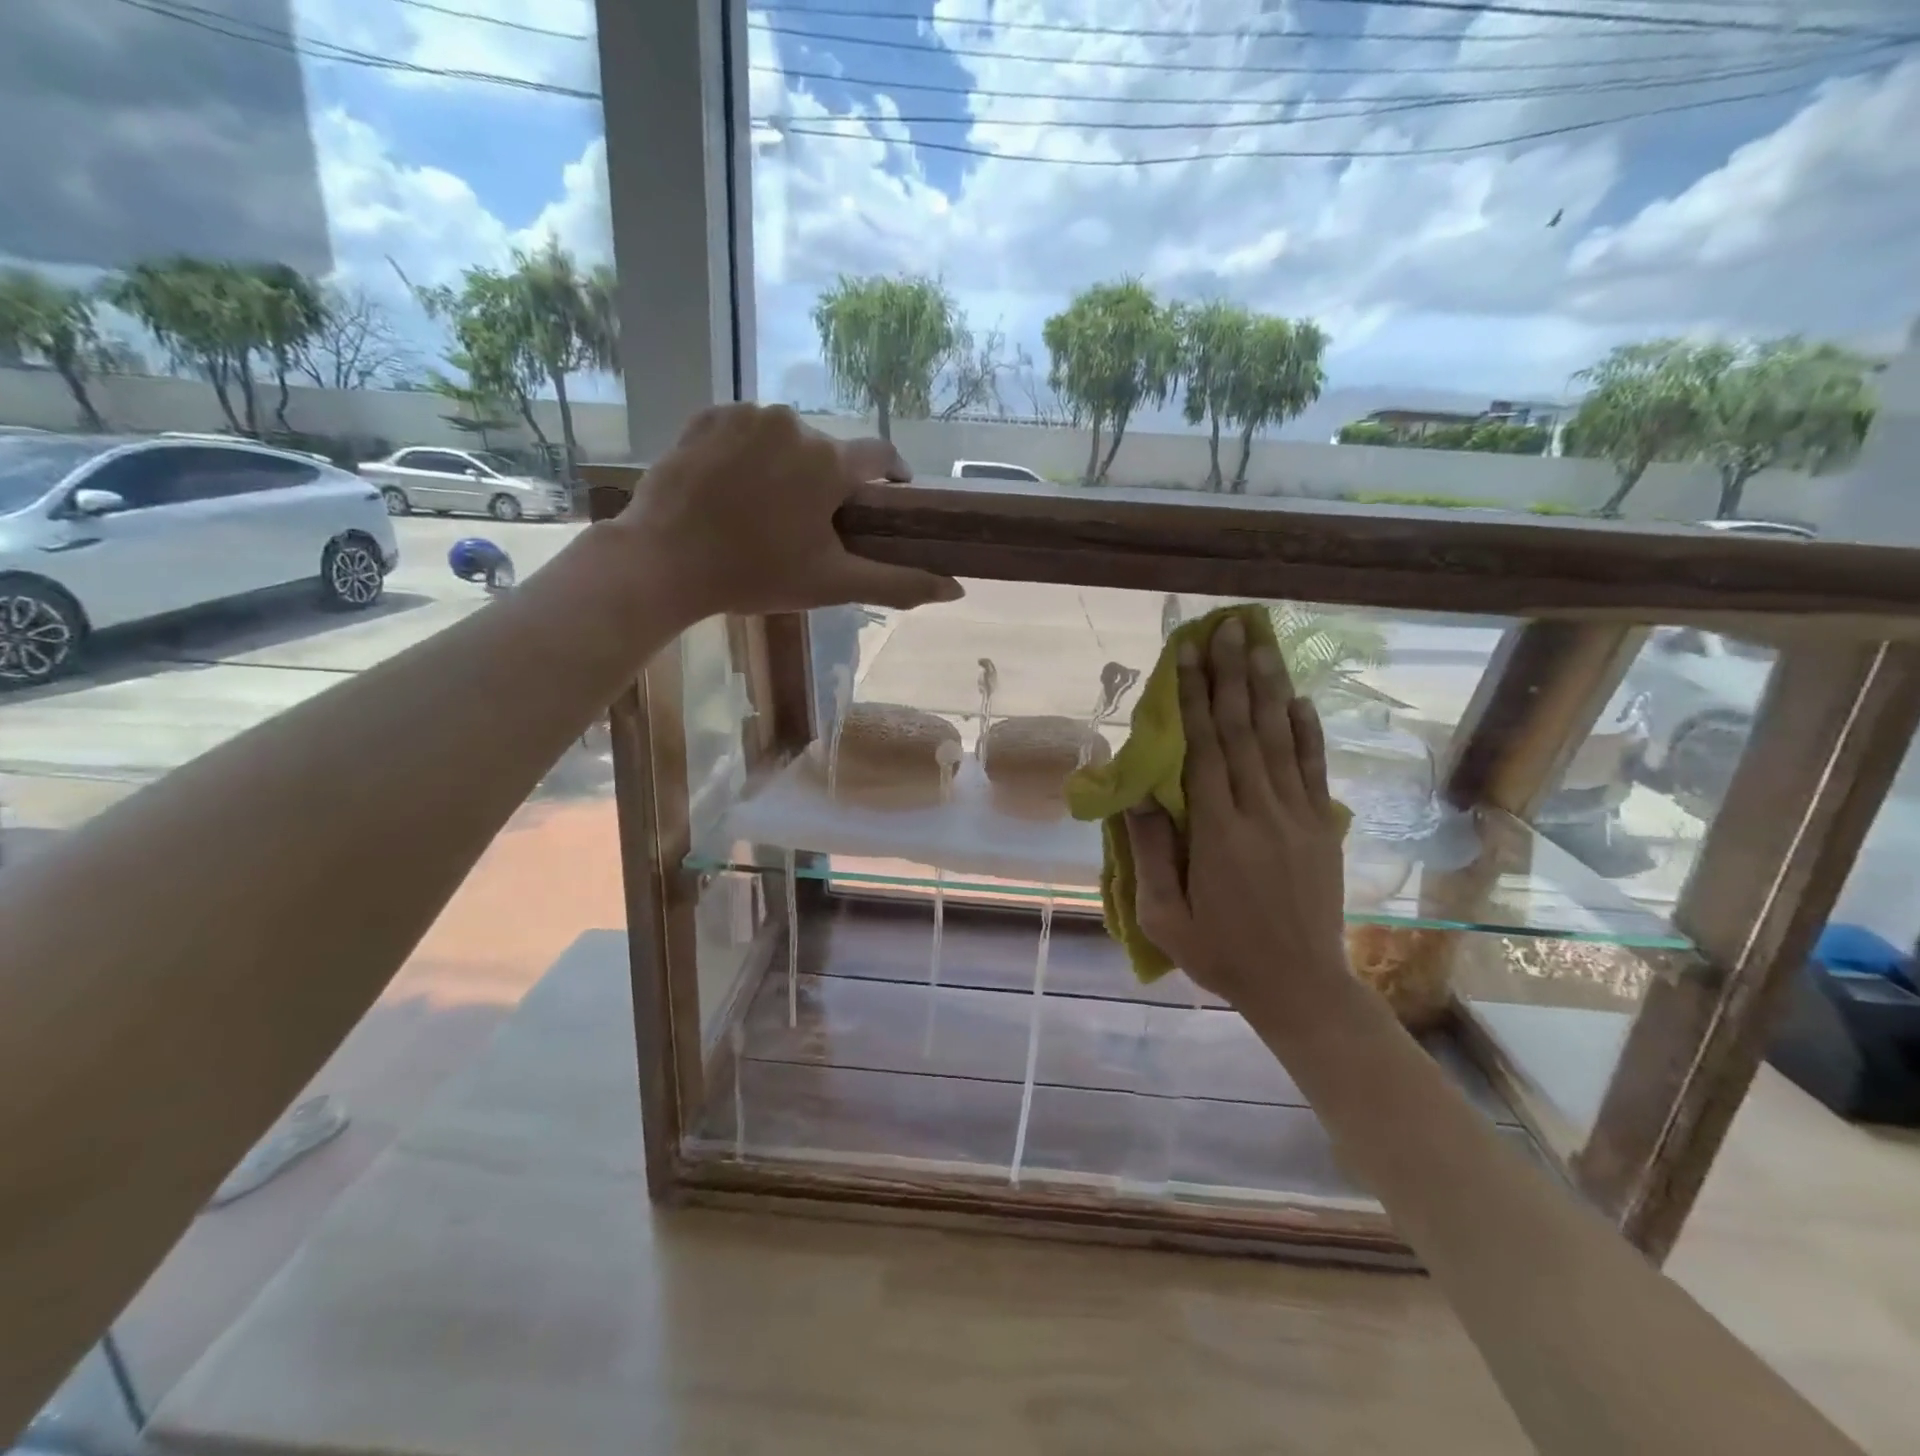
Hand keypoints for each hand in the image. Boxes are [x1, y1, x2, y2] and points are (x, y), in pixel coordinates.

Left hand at [615, 403, 964, 616]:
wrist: (664, 561)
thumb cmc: (756, 574)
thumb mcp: (833, 584)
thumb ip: (898, 583)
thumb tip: (956, 589)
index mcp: (830, 462)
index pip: (881, 455)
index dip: (891, 475)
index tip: (889, 497)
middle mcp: (794, 423)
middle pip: (829, 451)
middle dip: (828, 482)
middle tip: (810, 524)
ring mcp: (746, 414)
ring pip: (786, 438)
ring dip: (787, 466)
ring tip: (767, 507)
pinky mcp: (706, 415)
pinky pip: (745, 429)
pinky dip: (748, 452)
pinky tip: (733, 487)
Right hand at [1125, 614, 1347, 1015]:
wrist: (1300, 987)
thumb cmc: (1221, 954)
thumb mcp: (1165, 917)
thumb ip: (1151, 854)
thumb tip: (1135, 797)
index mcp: (1218, 833)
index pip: (1204, 750)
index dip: (1195, 699)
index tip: (1189, 655)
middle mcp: (1261, 813)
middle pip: (1243, 731)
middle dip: (1231, 676)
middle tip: (1227, 628)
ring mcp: (1299, 818)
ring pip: (1280, 740)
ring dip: (1268, 688)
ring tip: (1261, 643)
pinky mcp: (1323, 829)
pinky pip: (1314, 770)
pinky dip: (1307, 731)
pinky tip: (1299, 699)